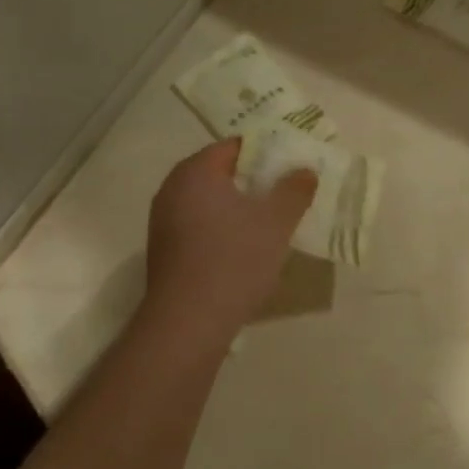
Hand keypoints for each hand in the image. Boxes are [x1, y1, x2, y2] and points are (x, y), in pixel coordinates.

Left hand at [141, 140, 315, 345]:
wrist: (188, 322)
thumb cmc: (234, 260)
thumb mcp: (275, 223)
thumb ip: (294, 191)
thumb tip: (304, 170)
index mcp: (196, 172)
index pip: (234, 146)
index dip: (267, 152)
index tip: (292, 165)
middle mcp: (172, 189)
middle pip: (220, 172)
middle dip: (254, 180)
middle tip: (287, 191)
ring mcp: (164, 221)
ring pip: (209, 201)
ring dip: (238, 206)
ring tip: (271, 220)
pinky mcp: (165, 250)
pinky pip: (199, 224)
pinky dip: (223, 227)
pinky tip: (245, 247)